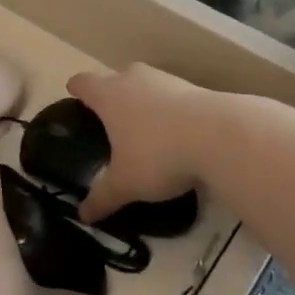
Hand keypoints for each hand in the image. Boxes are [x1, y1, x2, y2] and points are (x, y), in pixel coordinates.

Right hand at [66, 65, 216, 222]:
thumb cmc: (158, 154)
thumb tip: (83, 215)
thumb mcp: (126, 184)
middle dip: (111, 96)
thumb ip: (102, 198)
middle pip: (114, 78)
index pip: (82, 82)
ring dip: (142, 101)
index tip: (74, 98)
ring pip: (145, 84)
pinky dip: (169, 109)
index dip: (76, 90)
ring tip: (145, 130)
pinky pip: (172, 95)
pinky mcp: (194, 87)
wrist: (220, 135)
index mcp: (108, 95)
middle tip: (111, 123)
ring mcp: (165, 79)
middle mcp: (133, 79)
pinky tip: (176, 134)